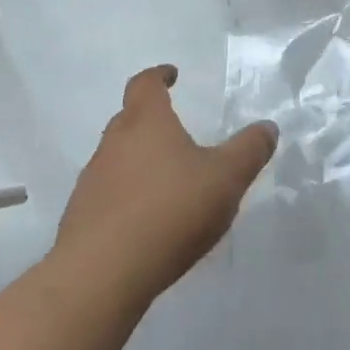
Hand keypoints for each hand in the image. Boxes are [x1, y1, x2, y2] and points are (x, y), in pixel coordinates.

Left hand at [55, 65, 277, 303]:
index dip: (158, 75)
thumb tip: (267, 127)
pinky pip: (108, 195)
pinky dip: (126, 198)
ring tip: (166, 182)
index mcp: (146, 122)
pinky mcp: (81, 219)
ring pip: (116, 158)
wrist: (101, 275)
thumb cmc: (169, 211)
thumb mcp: (226, 178)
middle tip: (175, 132)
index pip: (145, 84)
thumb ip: (249, 150)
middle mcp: (113, 143)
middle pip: (128, 119)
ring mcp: (92, 181)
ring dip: (138, 162)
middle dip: (150, 120)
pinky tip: (146, 222)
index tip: (171, 75)